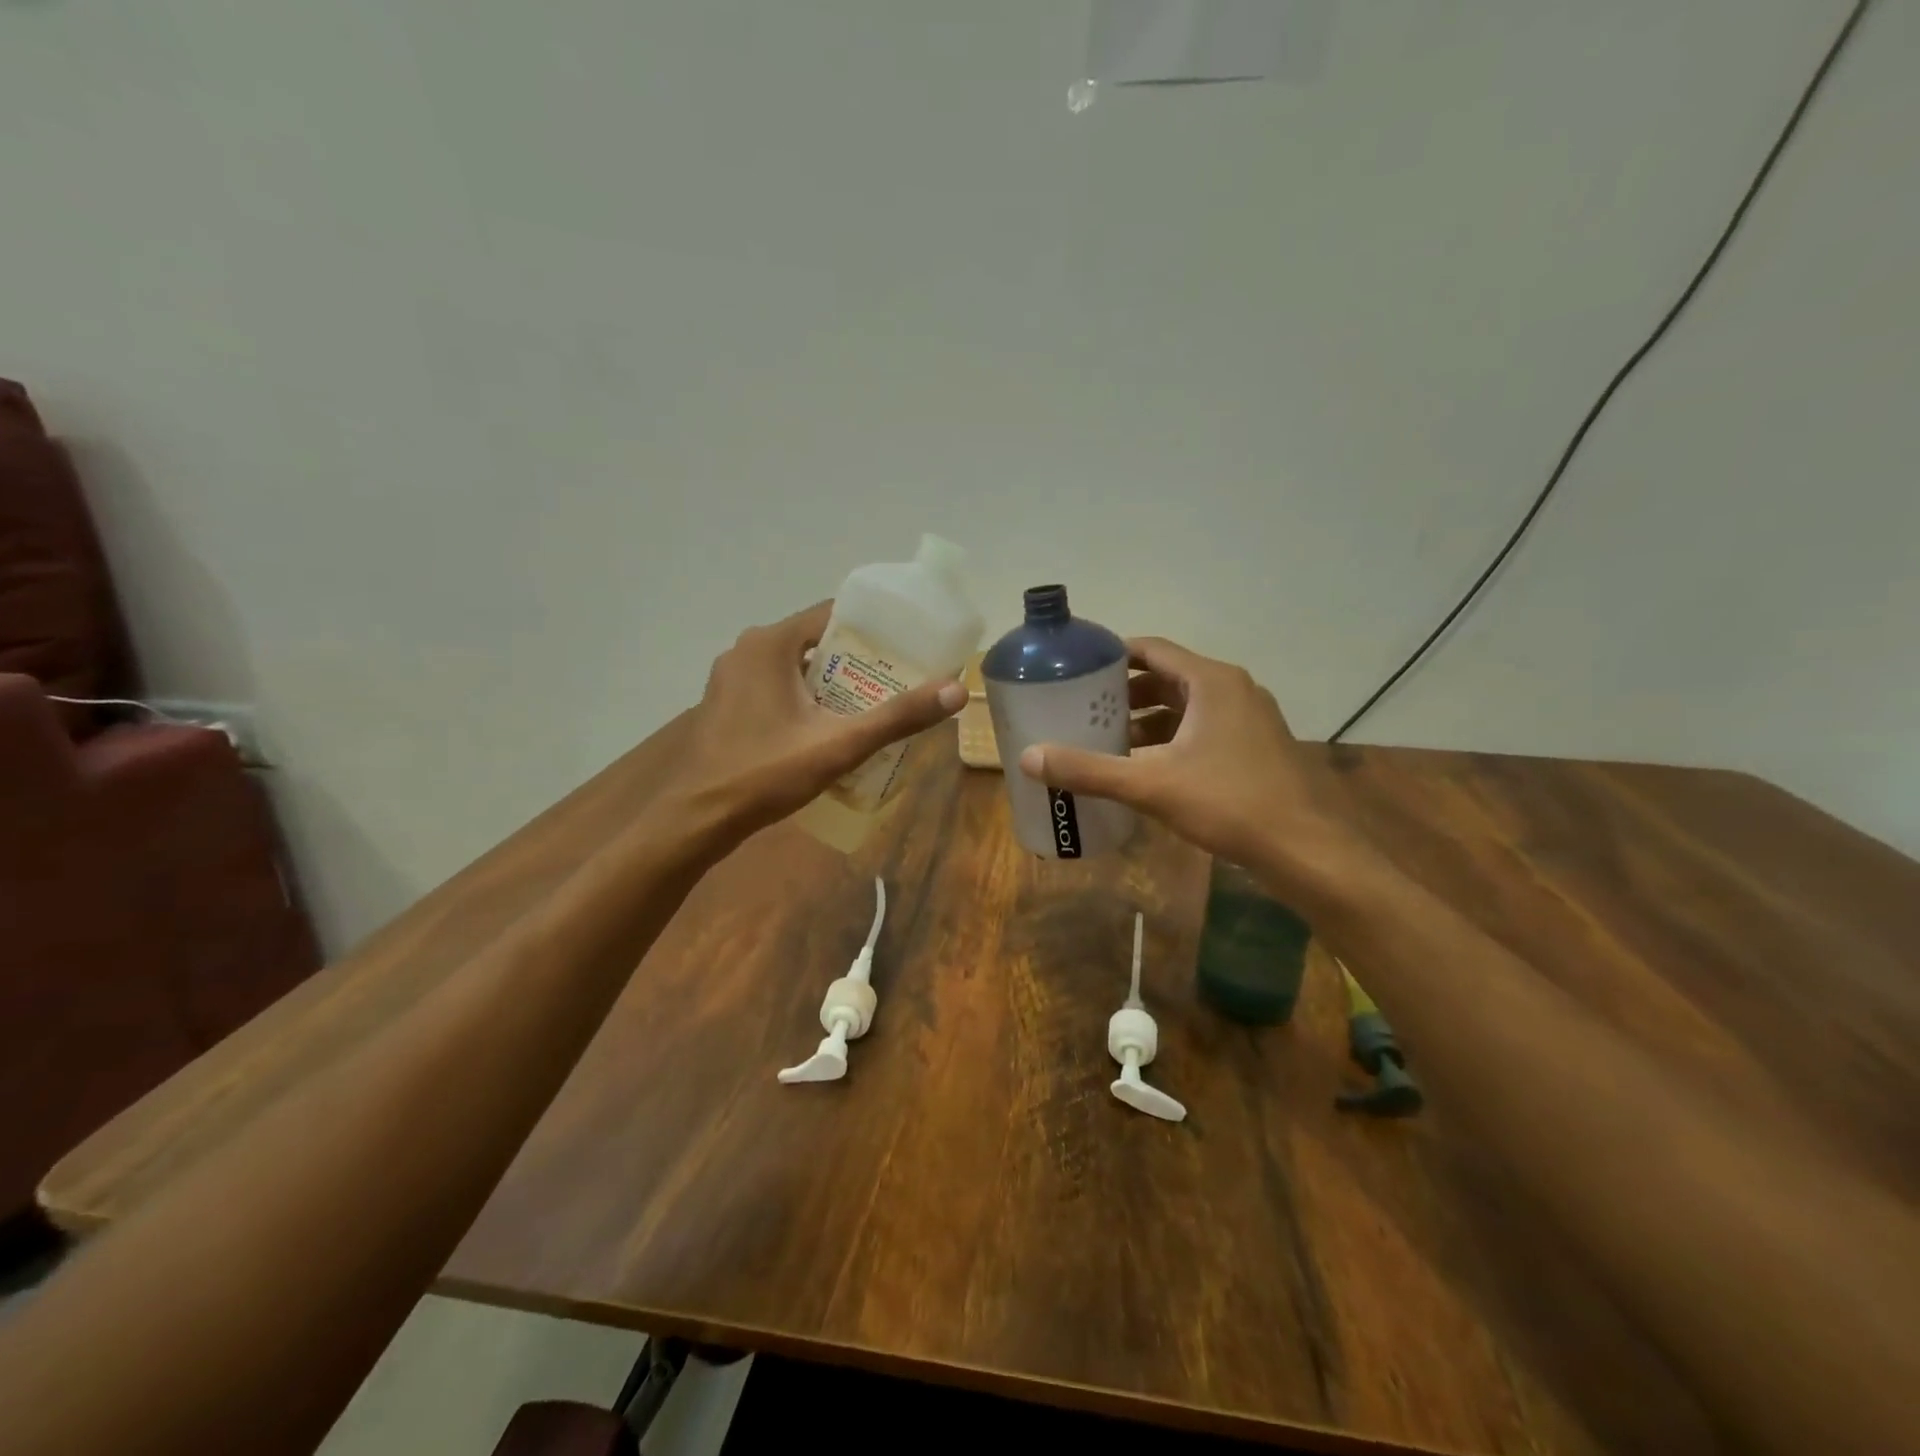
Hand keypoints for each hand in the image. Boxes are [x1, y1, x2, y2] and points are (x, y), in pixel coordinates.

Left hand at [677, 601, 965, 833]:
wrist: (697, 818)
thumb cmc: (766, 772)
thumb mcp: (840, 744)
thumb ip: (897, 717)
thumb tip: (956, 690)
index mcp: (771, 643)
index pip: (833, 614)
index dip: (874, 628)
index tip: (908, 645)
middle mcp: (747, 649)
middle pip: (817, 641)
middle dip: (858, 659)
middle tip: (899, 679)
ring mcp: (732, 677)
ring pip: (797, 667)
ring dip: (832, 681)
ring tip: (873, 702)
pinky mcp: (727, 704)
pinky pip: (777, 686)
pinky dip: (806, 697)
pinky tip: (829, 725)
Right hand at [1018, 636, 1371, 890]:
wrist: (1305, 849)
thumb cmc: (1229, 803)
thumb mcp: (1150, 785)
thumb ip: (1089, 769)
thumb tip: (1028, 758)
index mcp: (1211, 682)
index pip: (1152, 649)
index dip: (1113, 655)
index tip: (1078, 669)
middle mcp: (1233, 690)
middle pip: (1168, 677)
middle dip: (1125, 692)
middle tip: (1085, 708)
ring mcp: (1250, 719)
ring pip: (1186, 707)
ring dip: (1148, 719)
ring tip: (1108, 739)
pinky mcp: (1256, 747)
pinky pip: (1204, 729)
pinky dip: (1172, 739)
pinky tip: (1147, 767)